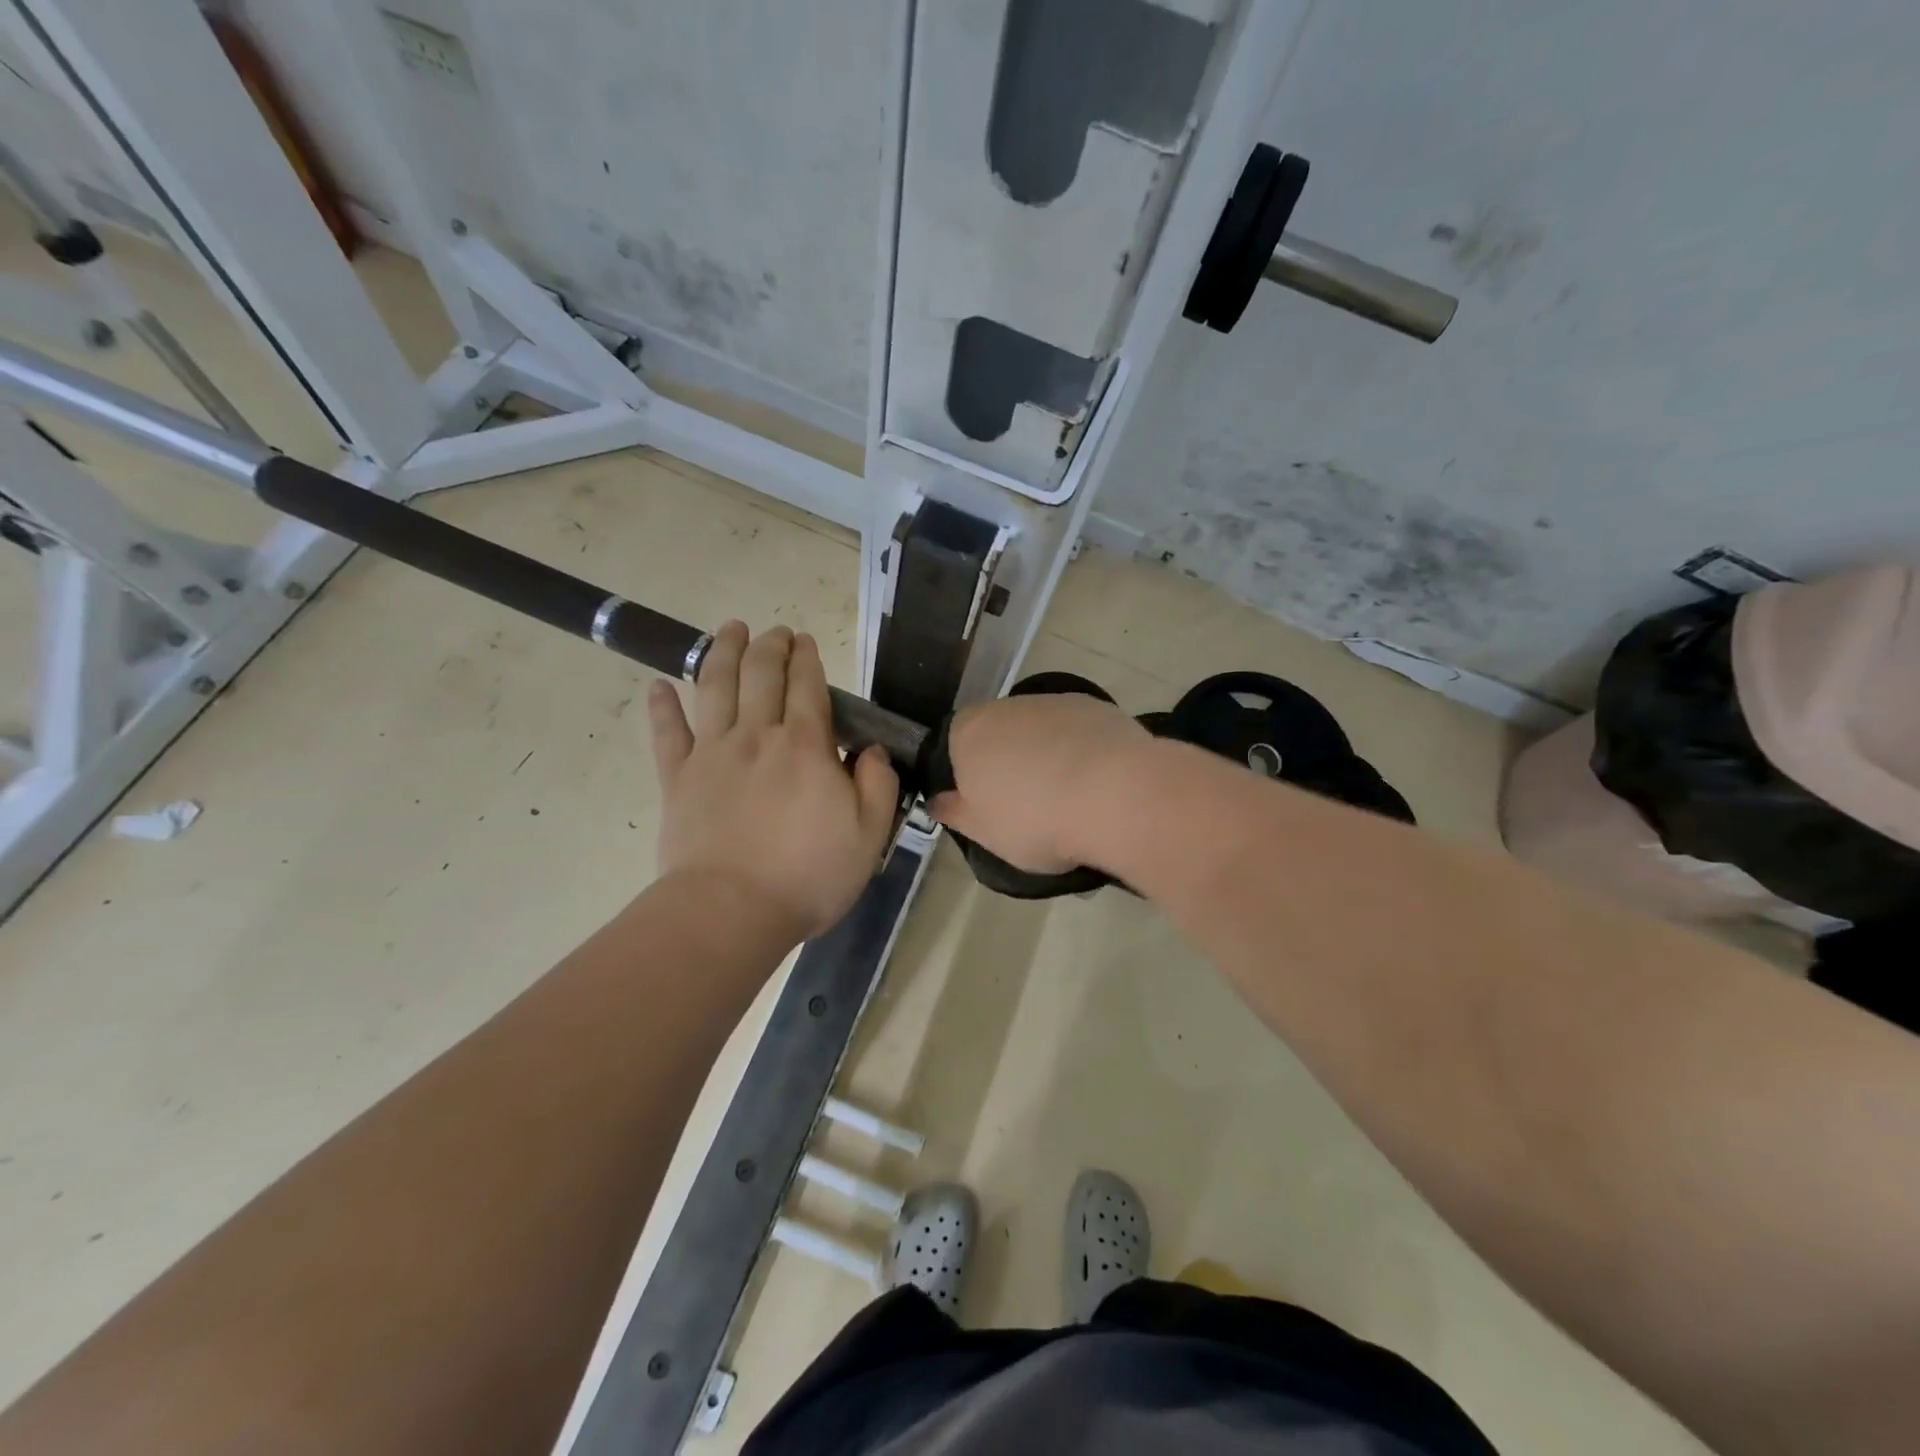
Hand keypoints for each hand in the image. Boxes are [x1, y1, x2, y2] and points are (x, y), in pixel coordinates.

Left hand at [648, 622, 899, 943]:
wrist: (732, 910)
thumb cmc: (808, 875)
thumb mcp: (870, 834)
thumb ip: (878, 784)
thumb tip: (871, 749)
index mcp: (806, 747)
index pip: (807, 687)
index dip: (807, 658)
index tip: (805, 641)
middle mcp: (757, 736)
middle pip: (761, 675)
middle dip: (770, 646)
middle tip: (775, 630)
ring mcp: (712, 754)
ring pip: (715, 688)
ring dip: (722, 653)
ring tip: (730, 629)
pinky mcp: (677, 779)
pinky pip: (667, 734)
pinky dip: (661, 707)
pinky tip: (658, 685)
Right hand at [927, 693, 1149, 873]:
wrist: (1116, 795)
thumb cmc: (1035, 820)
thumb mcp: (984, 833)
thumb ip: (955, 813)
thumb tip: (936, 801)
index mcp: (968, 733)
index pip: (954, 744)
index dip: (968, 773)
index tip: (986, 803)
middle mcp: (1006, 707)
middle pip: (998, 732)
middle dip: (1008, 761)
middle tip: (1026, 803)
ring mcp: (1053, 702)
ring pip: (1039, 730)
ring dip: (1046, 754)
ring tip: (1068, 796)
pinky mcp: (1096, 706)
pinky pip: (1077, 731)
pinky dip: (1080, 751)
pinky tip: (1096, 782)